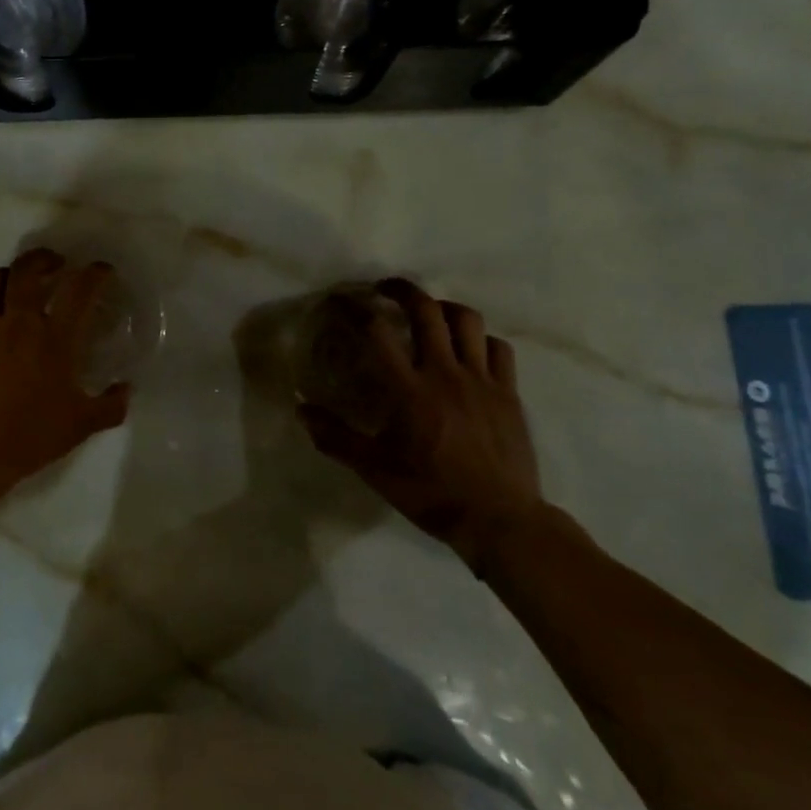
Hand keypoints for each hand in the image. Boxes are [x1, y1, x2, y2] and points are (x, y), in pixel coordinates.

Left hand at [0, 248, 132, 504]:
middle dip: (44, 258)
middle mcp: (19, 323)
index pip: (79, 291)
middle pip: (28, 270)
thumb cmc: (30, 438)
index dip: (95, 274)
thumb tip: (127, 389)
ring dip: (12, 275)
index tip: (102, 270)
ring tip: (20, 284)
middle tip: (56, 264)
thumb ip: (111, 405)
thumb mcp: (81, 426)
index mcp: (54, 339)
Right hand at [299, 280, 544, 570]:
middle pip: (426, 310)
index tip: (341, 302)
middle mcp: (445, 372)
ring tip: (430, 312)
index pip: (377, 332)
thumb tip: (301, 409)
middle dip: (402, 290)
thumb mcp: (375, 470)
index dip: (355, 309)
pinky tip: (470, 350)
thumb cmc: (432, 493)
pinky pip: (499, 348)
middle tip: (385, 289)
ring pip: (467, 320)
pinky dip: (482, 340)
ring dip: (444, 307)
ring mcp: (481, 379)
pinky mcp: (508, 392)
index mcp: (409, 389)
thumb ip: (336, 437)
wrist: (500, 521)